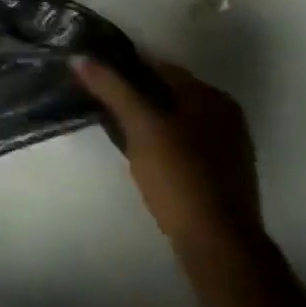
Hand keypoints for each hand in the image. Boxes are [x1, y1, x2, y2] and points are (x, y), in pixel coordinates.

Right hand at [74, 54, 262, 255]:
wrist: (220, 249)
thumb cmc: (180, 177)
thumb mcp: (140, 126)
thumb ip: (112, 88)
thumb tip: (79, 57)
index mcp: (212, 97)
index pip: (160, 67)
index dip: (124, 66)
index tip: (94, 71)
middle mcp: (225, 117)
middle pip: (169, 93)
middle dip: (134, 93)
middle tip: (99, 98)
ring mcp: (227, 150)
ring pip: (175, 121)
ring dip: (146, 119)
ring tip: (112, 124)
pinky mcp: (220, 178)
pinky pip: (182, 145)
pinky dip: (159, 141)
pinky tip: (139, 153)